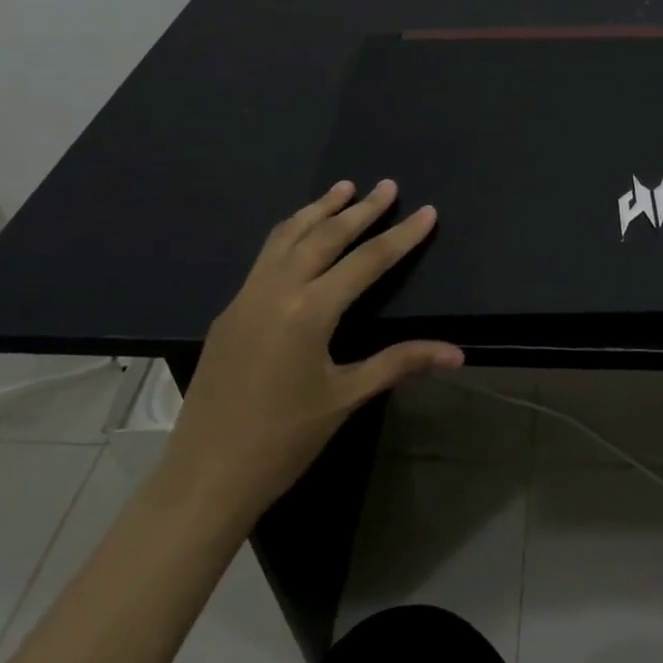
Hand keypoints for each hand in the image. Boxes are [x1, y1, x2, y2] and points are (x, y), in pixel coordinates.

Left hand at [153, 179, 462, 523]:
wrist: (206, 476)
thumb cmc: (283, 441)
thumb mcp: (346, 397)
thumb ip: (400, 363)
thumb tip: (456, 353)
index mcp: (308, 311)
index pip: (366, 261)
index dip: (401, 236)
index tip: (426, 211)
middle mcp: (275, 291)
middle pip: (324, 236)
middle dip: (359, 209)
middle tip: (387, 186)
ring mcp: (246, 297)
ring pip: (285, 237)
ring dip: (317, 210)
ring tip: (342, 188)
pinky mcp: (229, 311)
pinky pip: (265, 258)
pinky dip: (290, 234)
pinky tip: (301, 235)